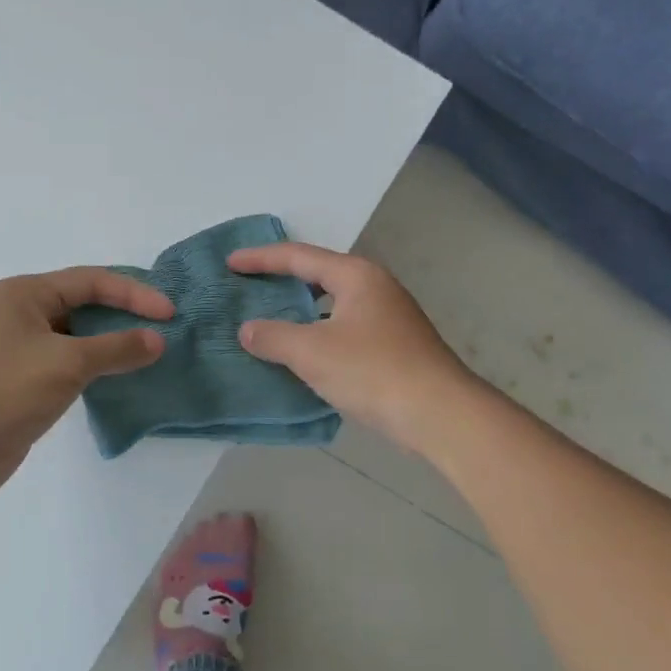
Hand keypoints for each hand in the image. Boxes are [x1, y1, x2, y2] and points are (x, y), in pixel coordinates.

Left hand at [0, 268, 171, 505]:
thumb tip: (156, 340)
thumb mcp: (66, 363)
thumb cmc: (3, 391)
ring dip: (110, 343)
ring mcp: (17, 349)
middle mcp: (19, 313)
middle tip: (163, 330)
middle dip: (124, 315)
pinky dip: (94, 367)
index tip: (169, 314)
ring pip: (76, 336)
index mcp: (25, 293)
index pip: (91, 281)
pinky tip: (117, 379)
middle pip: (83, 304)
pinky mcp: (19, 382)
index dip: (134, 293)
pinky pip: (66, 363)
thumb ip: (116, 348)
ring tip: (148, 354)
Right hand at [227, 243, 478, 453]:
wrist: (440, 414)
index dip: (260, 259)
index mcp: (355, 275)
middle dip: (282, 280)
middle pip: (318, 274)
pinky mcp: (394, 345)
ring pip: (333, 304)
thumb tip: (248, 329)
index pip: (298, 256)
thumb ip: (273, 336)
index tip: (229, 264)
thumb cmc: (373, 371)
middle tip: (248, 287)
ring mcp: (388, 316)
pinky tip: (304, 354)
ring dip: (301, 310)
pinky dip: (318, 333)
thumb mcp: (312, 352)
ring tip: (270, 319)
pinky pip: (344, 327)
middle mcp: (374, 286)